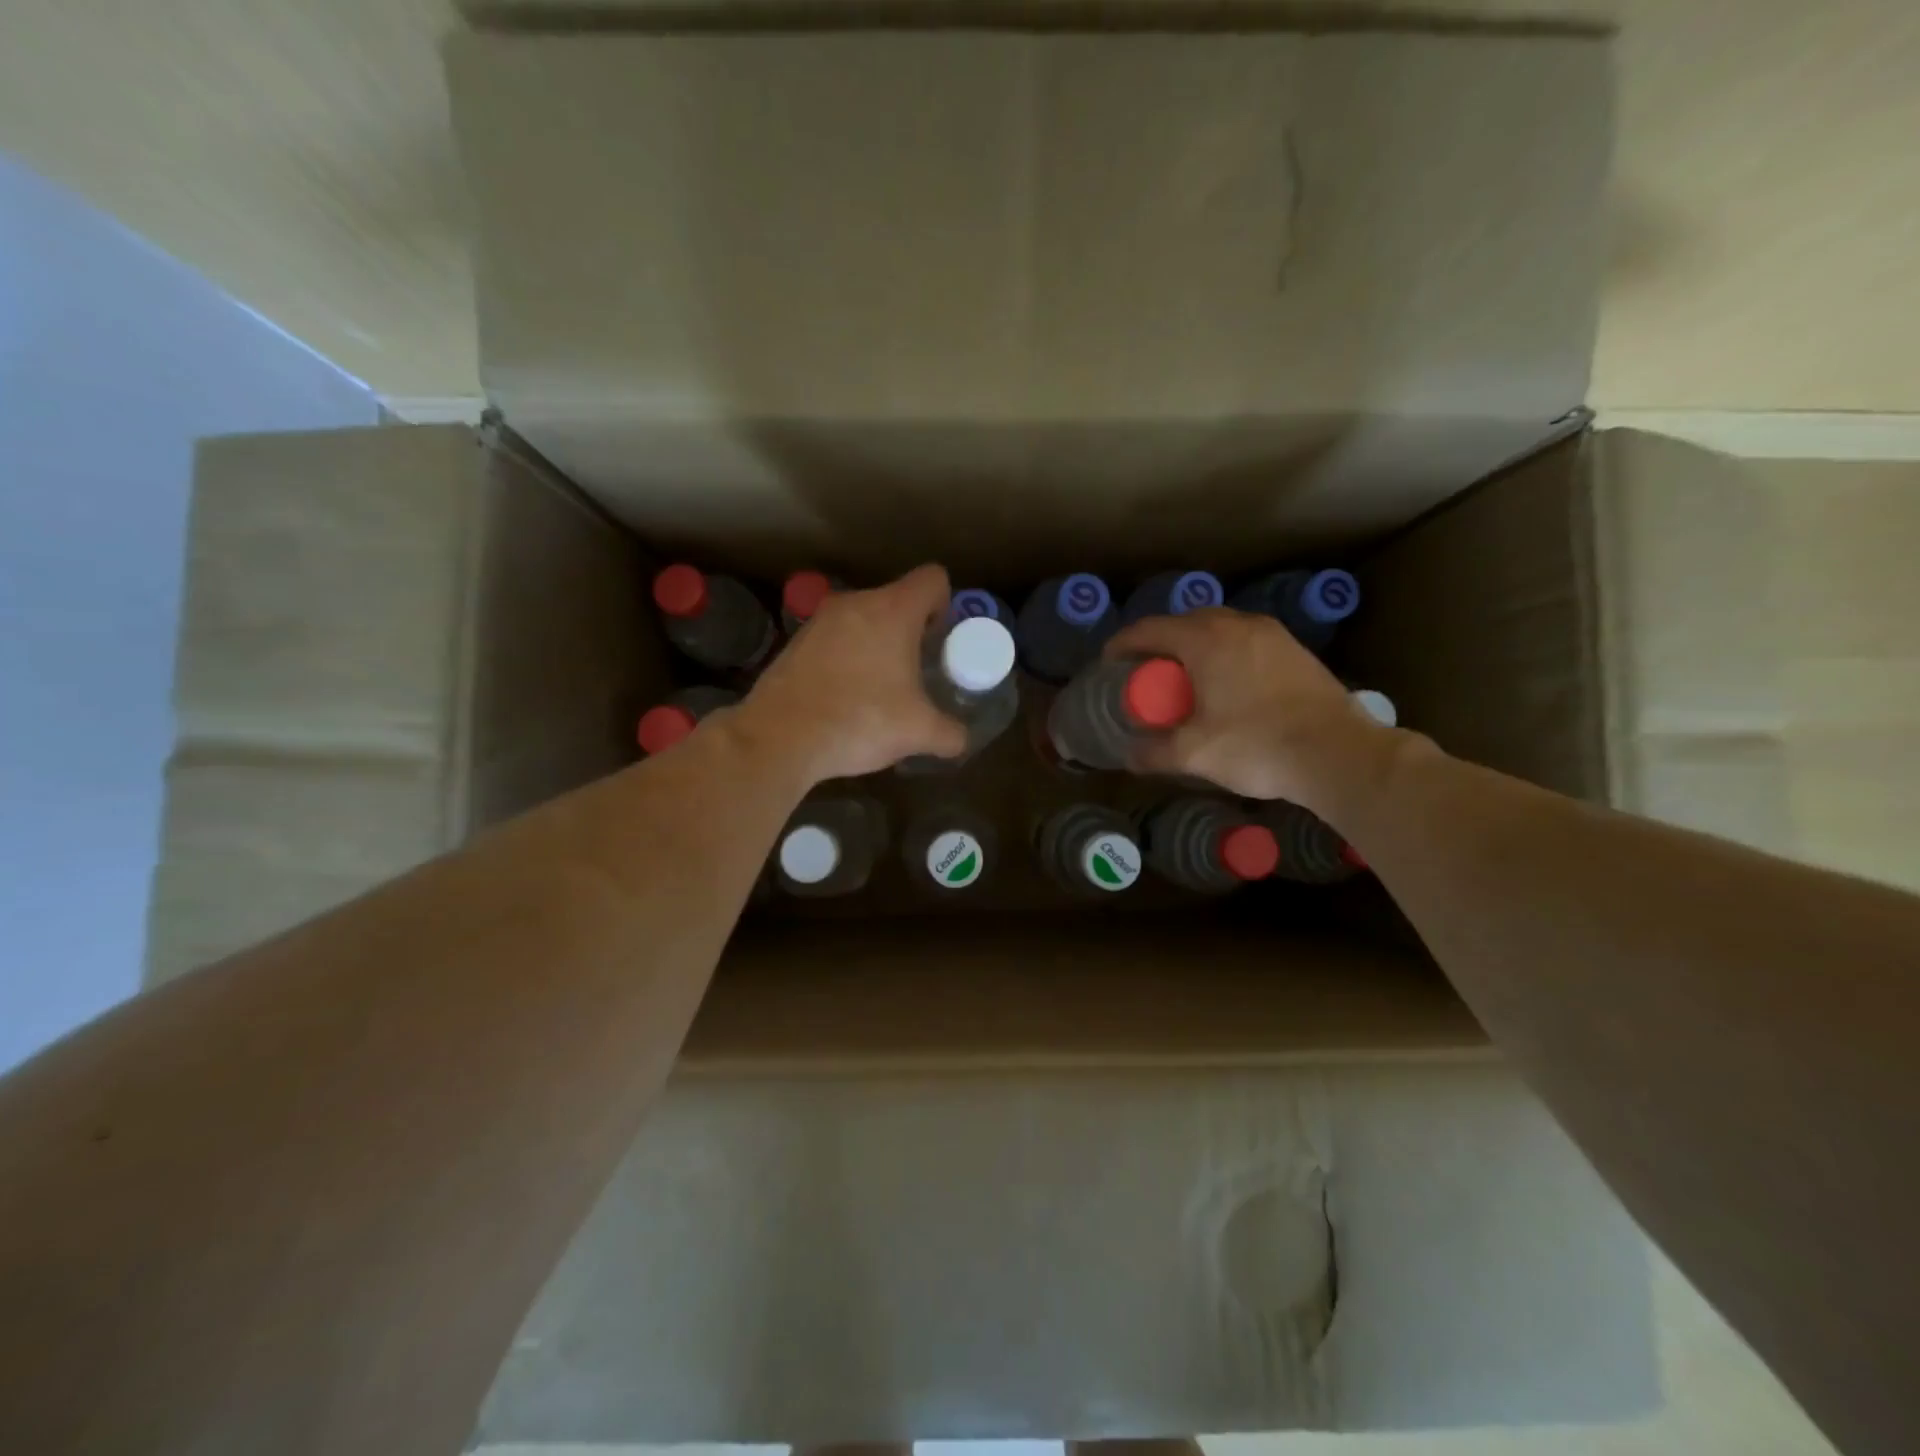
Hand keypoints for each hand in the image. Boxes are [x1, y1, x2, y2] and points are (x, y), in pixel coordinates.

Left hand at [734, 564, 969, 783]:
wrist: (781, 738)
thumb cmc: (861, 721)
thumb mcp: (918, 732)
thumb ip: (949, 732)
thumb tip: (961, 740)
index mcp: (893, 610)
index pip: (933, 579)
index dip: (945, 605)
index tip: (940, 642)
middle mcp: (855, 603)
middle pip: (896, 599)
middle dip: (911, 631)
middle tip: (916, 671)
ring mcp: (819, 620)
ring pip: (862, 619)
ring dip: (876, 644)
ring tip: (880, 688)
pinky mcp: (795, 642)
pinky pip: (835, 640)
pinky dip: (846, 658)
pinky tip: (845, 696)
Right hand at [1104, 608, 1398, 814]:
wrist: (1338, 753)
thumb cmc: (1256, 746)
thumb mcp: (1194, 753)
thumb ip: (1154, 752)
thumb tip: (1130, 756)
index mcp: (1205, 640)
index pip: (1150, 629)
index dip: (1123, 644)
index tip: (1109, 662)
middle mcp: (1237, 625)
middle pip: (1185, 622)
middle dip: (1160, 642)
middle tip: (1147, 672)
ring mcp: (1272, 634)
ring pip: (1219, 628)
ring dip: (1195, 645)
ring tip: (1186, 677)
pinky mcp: (1295, 650)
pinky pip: (1245, 640)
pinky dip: (1224, 653)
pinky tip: (1226, 684)